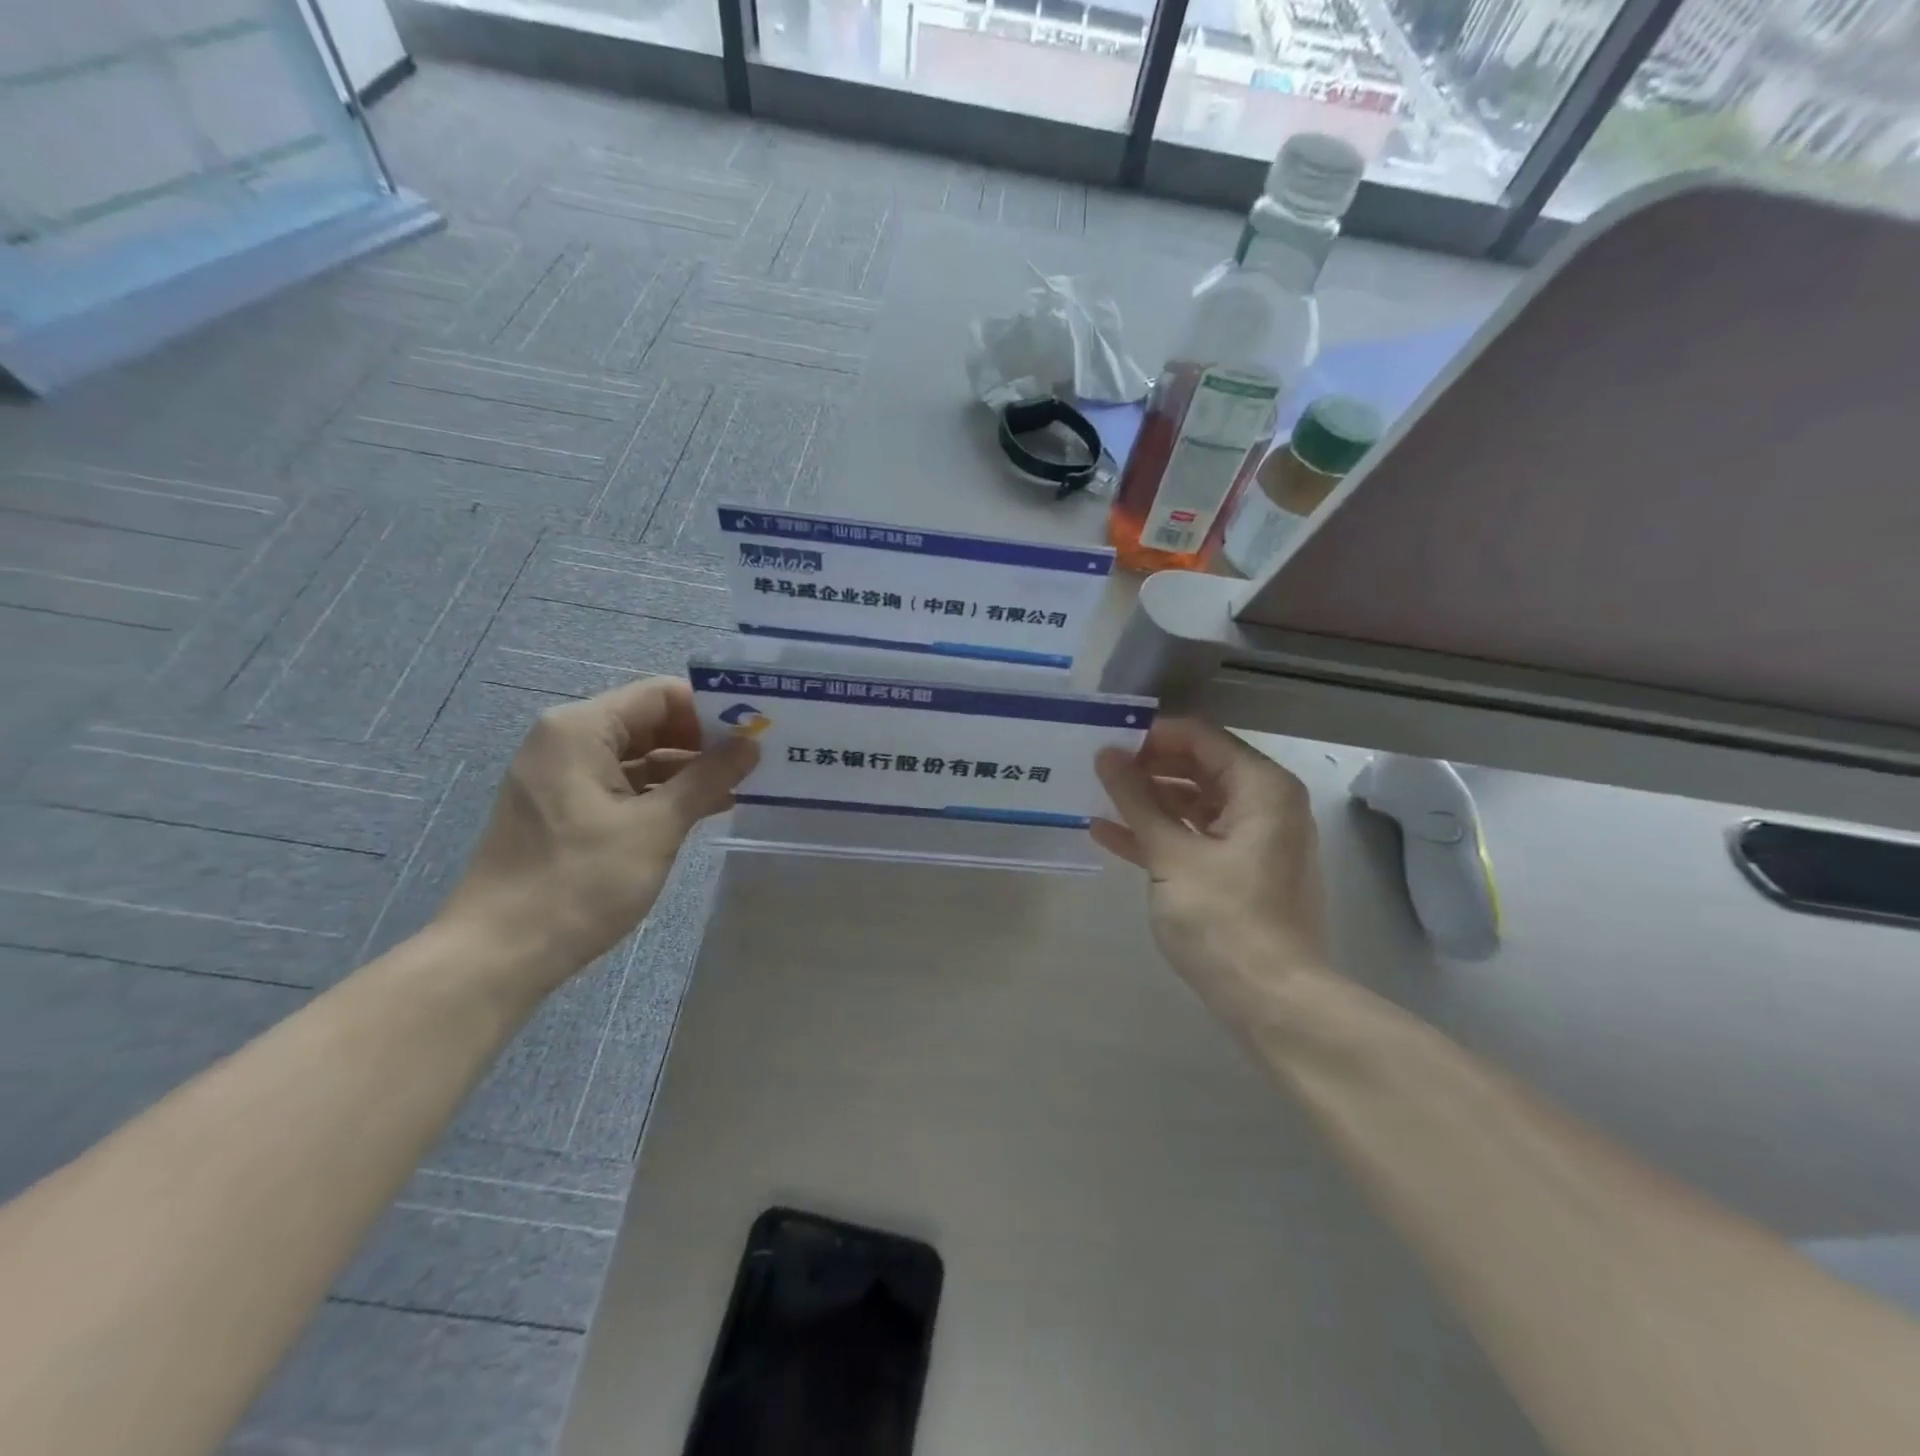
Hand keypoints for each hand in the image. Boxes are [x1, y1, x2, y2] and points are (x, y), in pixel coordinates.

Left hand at [439, 677, 757, 995]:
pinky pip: (622, 784)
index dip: (711, 710)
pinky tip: (702, 809)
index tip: (755, 732)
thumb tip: (750, 744)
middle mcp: (566, 740)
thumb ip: (707, 778)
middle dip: (703, 740)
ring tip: (741, 786)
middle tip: (756, 760)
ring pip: (638, 756)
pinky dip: (661, 793)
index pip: (661, 695)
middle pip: (649, 722)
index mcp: (581, 729)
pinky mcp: (563, 808)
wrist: (498, 954)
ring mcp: (561, 776)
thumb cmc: (580, 882)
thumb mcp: (655, 827)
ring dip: (687, 770)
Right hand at [1092, 718, 1327, 1028]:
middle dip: (1147, 767)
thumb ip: (1136, 800)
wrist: (1272, 999)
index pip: (1200, 737)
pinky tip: (1109, 834)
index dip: (1151, 735)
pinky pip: (1196, 836)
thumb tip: (1105, 755)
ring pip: (1194, 802)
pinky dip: (1160, 833)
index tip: (1106, 741)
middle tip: (1095, 768)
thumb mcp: (1171, 855)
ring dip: (1147, 801)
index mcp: (1261, 787)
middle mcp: (1265, 803)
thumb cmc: (1224, 919)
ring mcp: (1254, 838)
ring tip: (1096, 796)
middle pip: (1198, 766)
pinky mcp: (1241, 869)